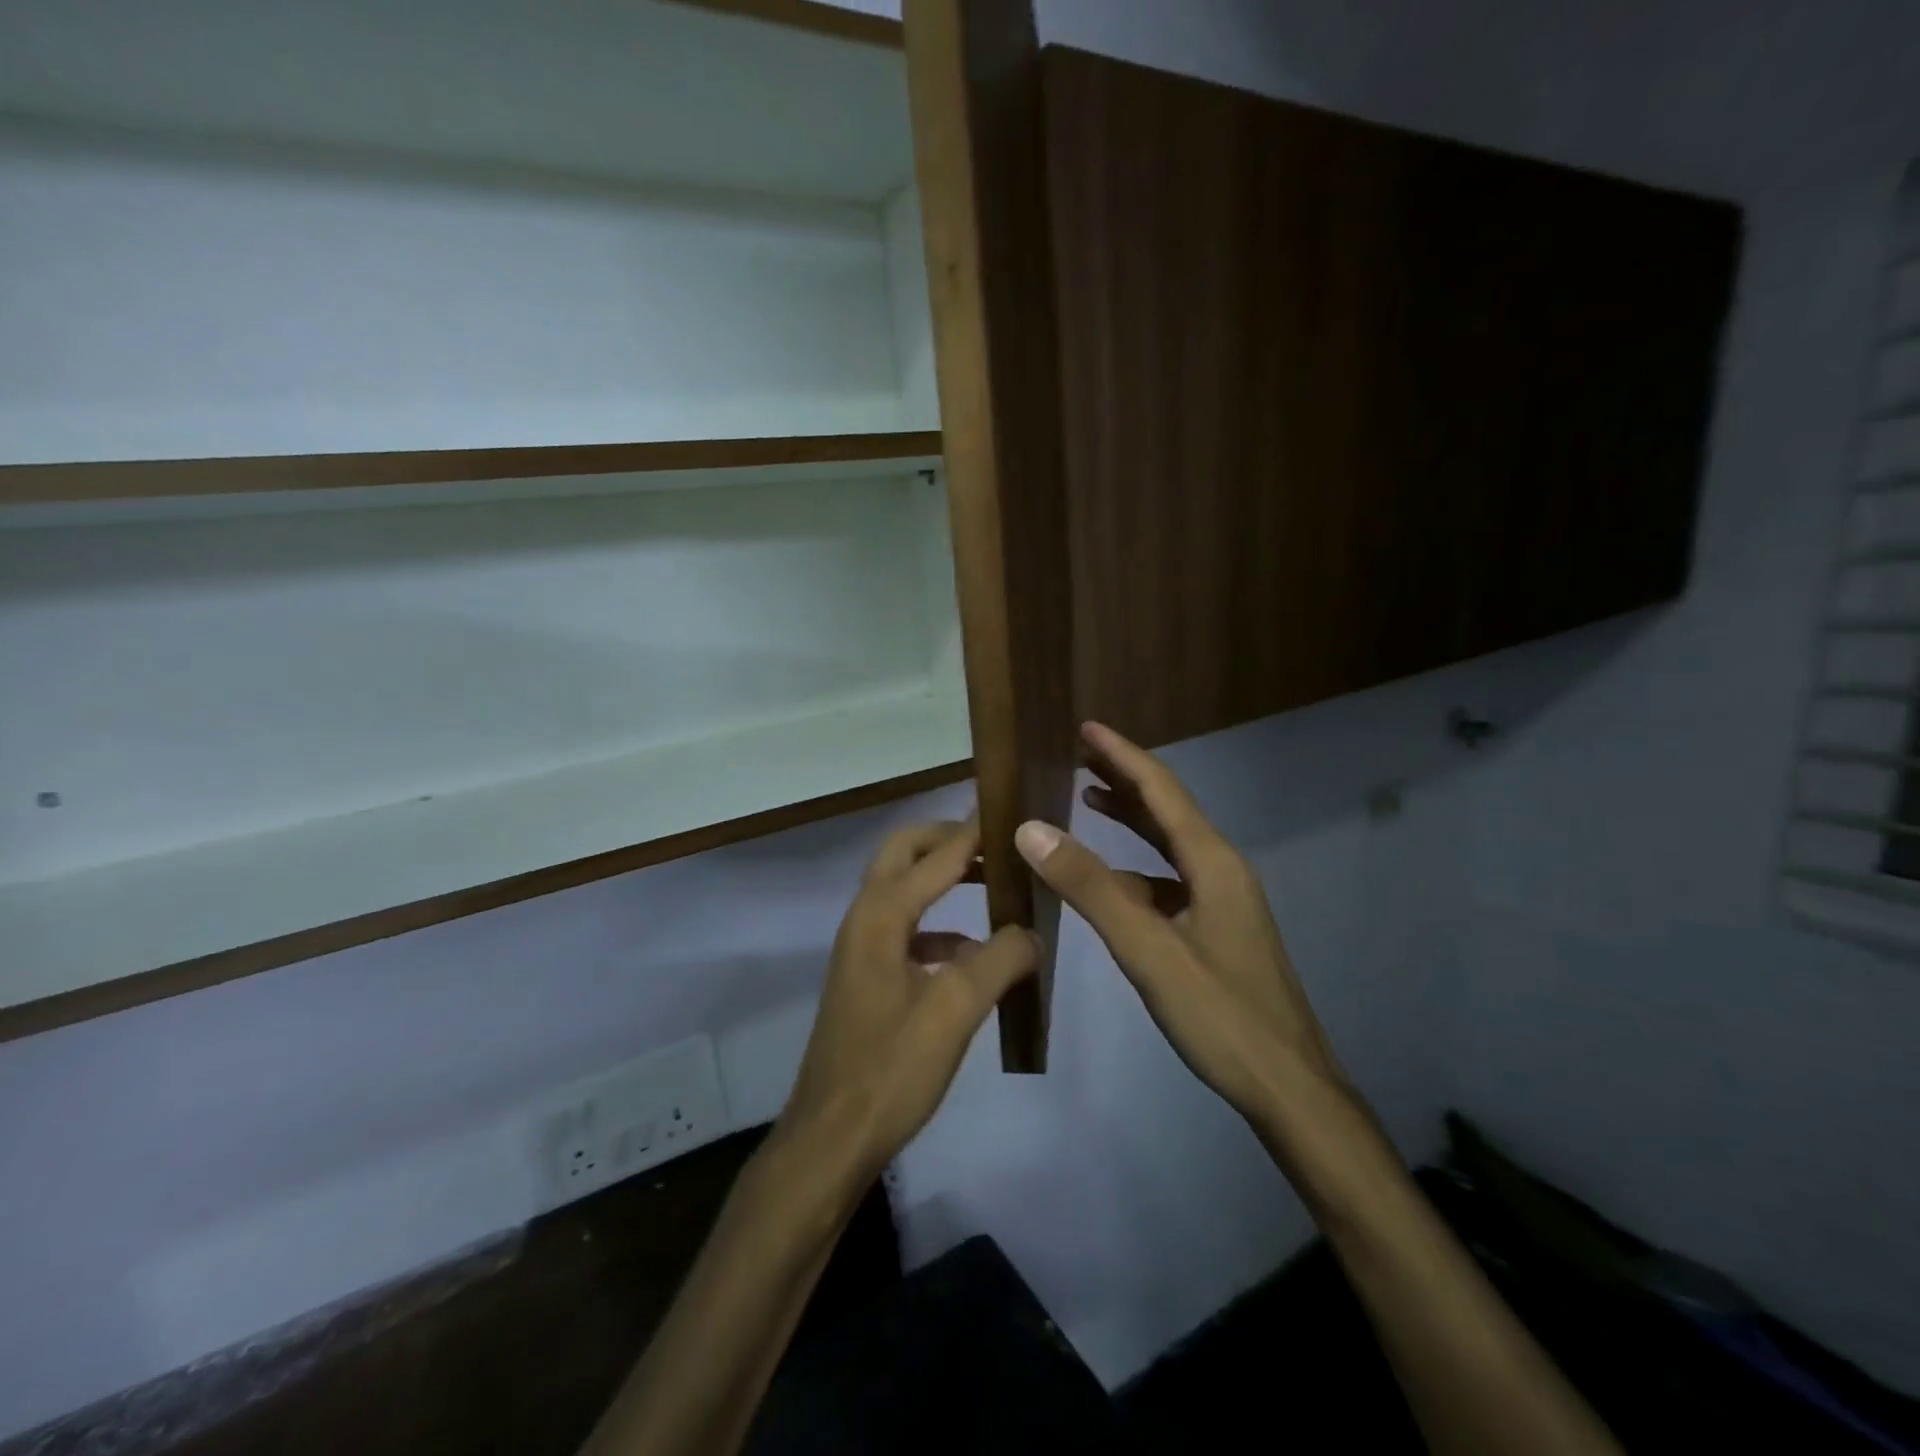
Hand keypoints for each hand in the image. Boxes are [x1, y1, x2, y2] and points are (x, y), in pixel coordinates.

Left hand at [777, 820, 1037, 1179]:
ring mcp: (862, 947)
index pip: (937, 855)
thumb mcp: (955, 1012)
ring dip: (943, 877)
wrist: (831, 1137)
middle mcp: (865, 918)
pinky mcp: (867, 975)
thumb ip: (999, 960)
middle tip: (997, 842)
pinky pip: (906, 928)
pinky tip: (973, 952)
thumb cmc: (891, 1070)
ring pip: (903, 888)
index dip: (975, 831)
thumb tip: (1032, 930)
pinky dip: (939, 924)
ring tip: (995, 885)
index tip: (1013, 810)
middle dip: (948, 840)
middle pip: (904, 852)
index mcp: (882, 915)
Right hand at [1014, 722, 1352, 1133]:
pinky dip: (1136, 867)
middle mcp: (1221, 869)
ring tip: (1089, 798)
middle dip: (1124, 778)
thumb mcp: (1148, 949)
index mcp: (1212, 862)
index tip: (1086, 726)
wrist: (1290, 1089)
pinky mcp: (1217, 928)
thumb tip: (1032, 828)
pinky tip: (1111, 880)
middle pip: (1168, 809)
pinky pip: (1170, 880)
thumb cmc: (1222, 1016)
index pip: (1161, 791)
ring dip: (1131, 819)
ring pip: (1169, 845)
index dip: (1122, 756)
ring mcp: (1222, 900)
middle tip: (1079, 754)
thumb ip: (1090, 888)